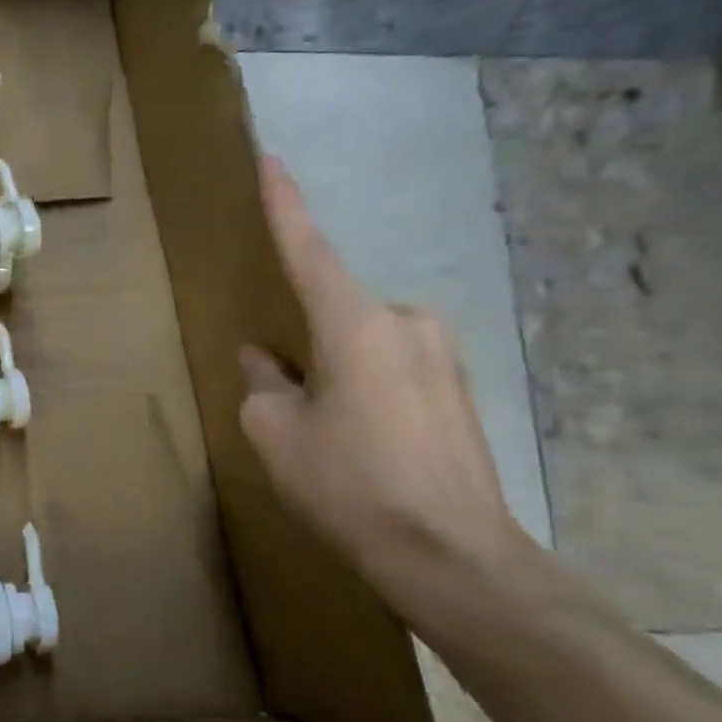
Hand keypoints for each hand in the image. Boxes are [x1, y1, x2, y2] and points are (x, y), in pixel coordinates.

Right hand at [238, 156, 529, 633]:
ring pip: (360, 343)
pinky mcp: (458, 391)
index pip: (309, 250)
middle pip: (332, 311)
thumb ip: (263, 383)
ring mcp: (441, 357)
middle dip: (302, 339)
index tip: (270, 161)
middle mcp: (406, 324)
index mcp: (355, 324)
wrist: (455, 560)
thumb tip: (267, 360)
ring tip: (323, 429)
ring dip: (332, 368)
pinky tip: (358, 441)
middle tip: (284, 392)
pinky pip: (390, 367)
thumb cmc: (349, 484)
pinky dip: (361, 386)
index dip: (284, 205)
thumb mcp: (274, 431)